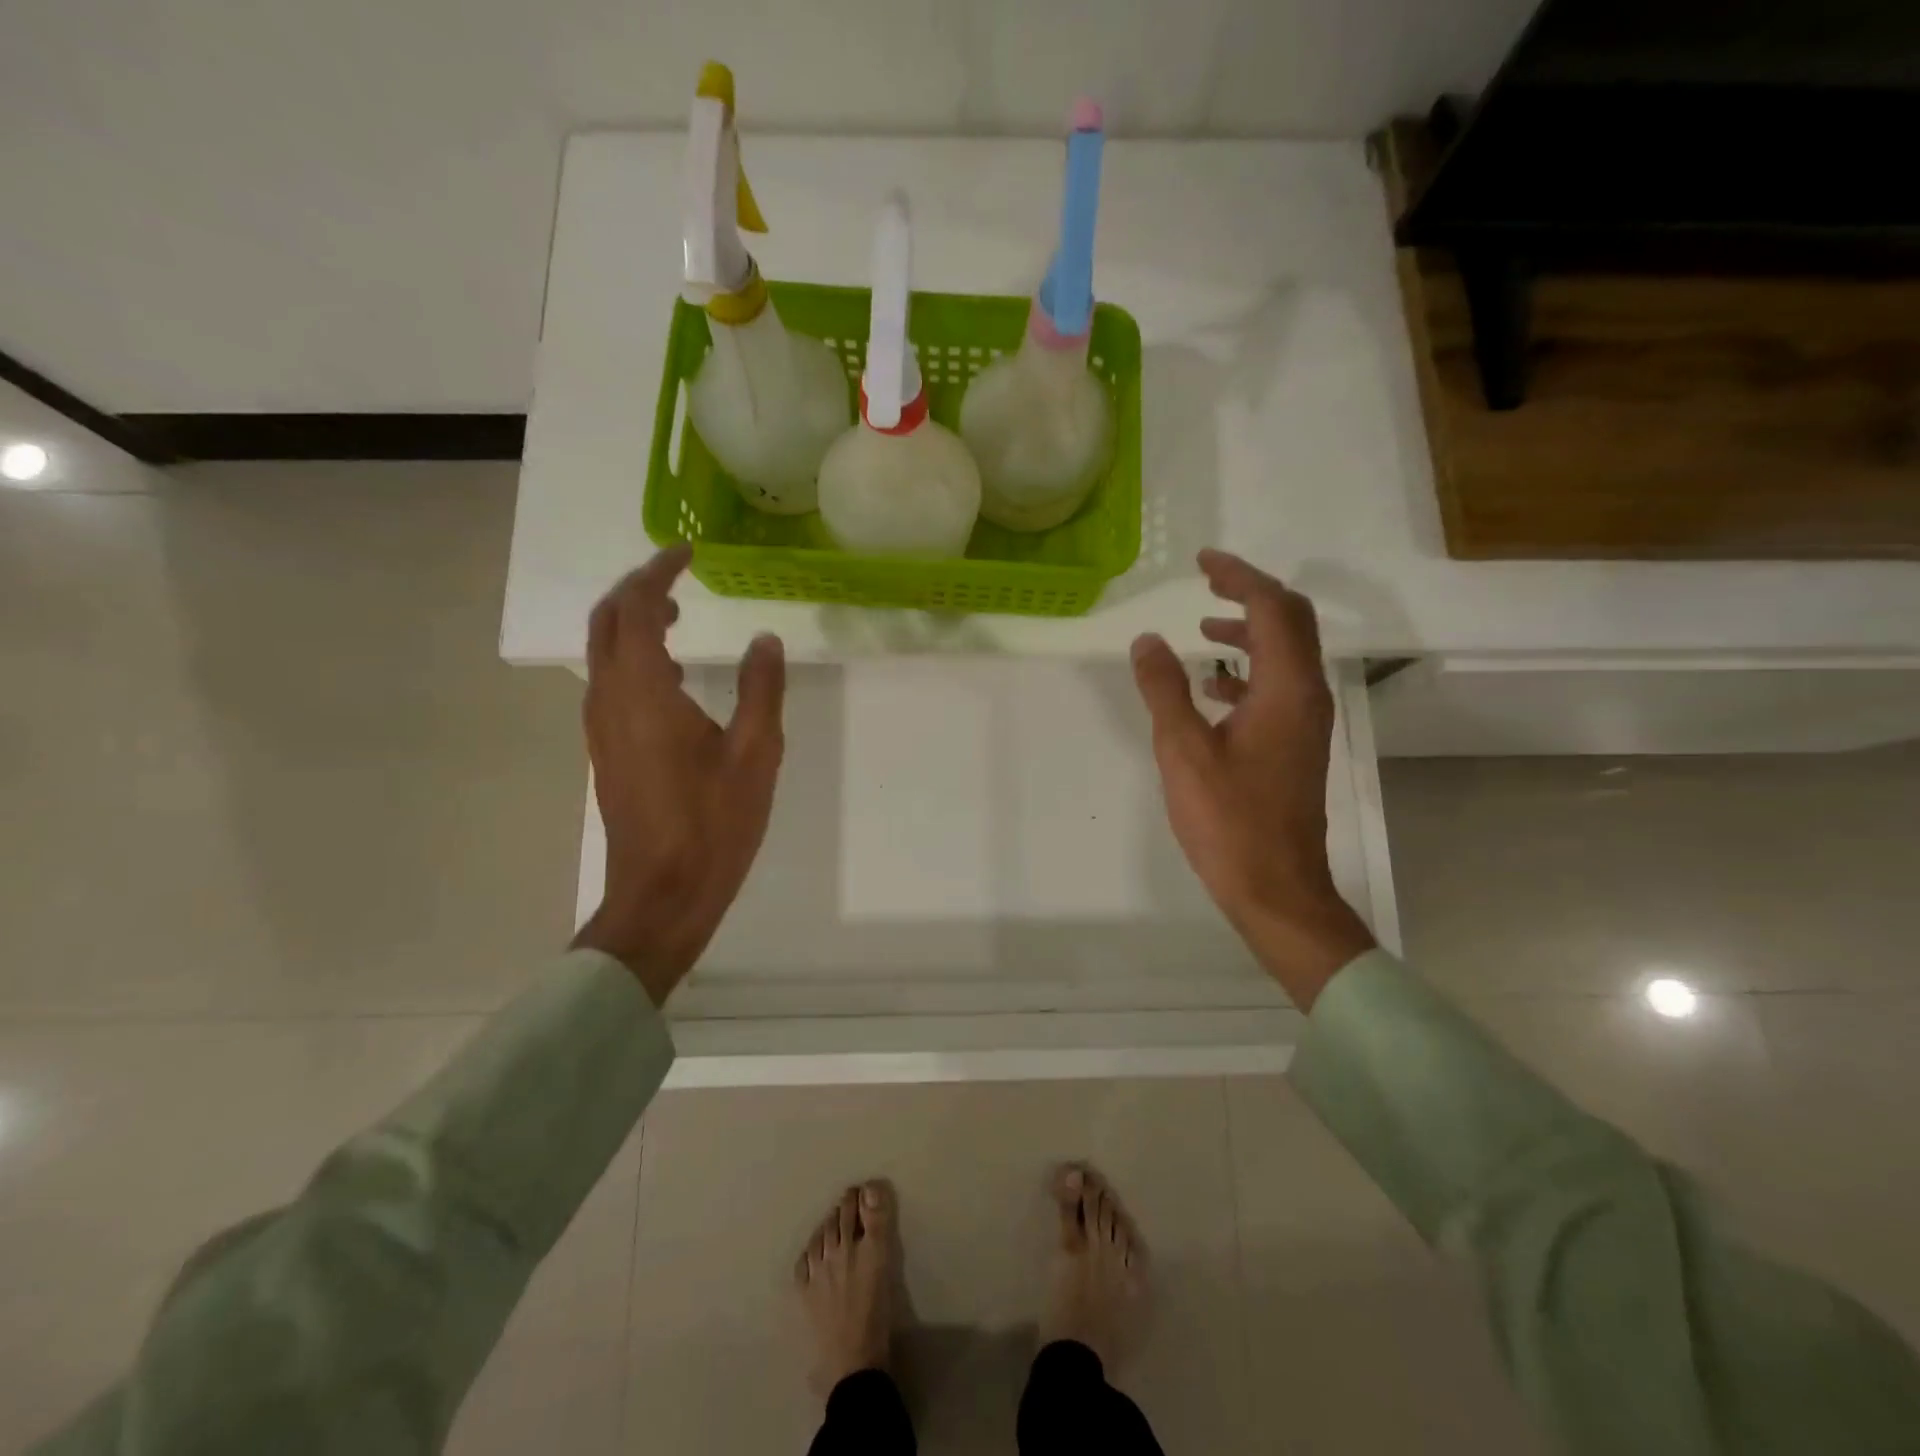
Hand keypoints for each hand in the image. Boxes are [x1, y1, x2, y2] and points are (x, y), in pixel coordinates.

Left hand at [571, 546, 785, 1005]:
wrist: (662, 893)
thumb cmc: (713, 824)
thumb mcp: (755, 754)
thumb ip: (761, 689)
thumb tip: (764, 640)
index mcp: (642, 692)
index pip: (635, 609)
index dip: (658, 572)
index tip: (688, 553)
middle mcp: (609, 700)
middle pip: (606, 623)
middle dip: (637, 590)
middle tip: (678, 578)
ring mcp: (601, 728)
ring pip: (604, 654)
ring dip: (634, 624)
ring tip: (678, 616)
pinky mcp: (606, 751)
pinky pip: (611, 683)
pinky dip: (634, 658)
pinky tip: (672, 677)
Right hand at [1131, 550, 1374, 1009]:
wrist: (1276, 887)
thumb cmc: (1228, 820)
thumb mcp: (1183, 750)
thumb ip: (1165, 689)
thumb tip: (1147, 641)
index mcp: (1286, 689)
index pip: (1271, 609)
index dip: (1239, 577)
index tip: (1203, 562)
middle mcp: (1306, 696)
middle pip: (1290, 622)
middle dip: (1250, 594)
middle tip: (1207, 581)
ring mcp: (1305, 723)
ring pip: (1285, 655)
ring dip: (1249, 631)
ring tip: (1205, 626)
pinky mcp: (1295, 745)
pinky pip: (1276, 687)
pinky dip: (1247, 671)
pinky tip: (1213, 686)